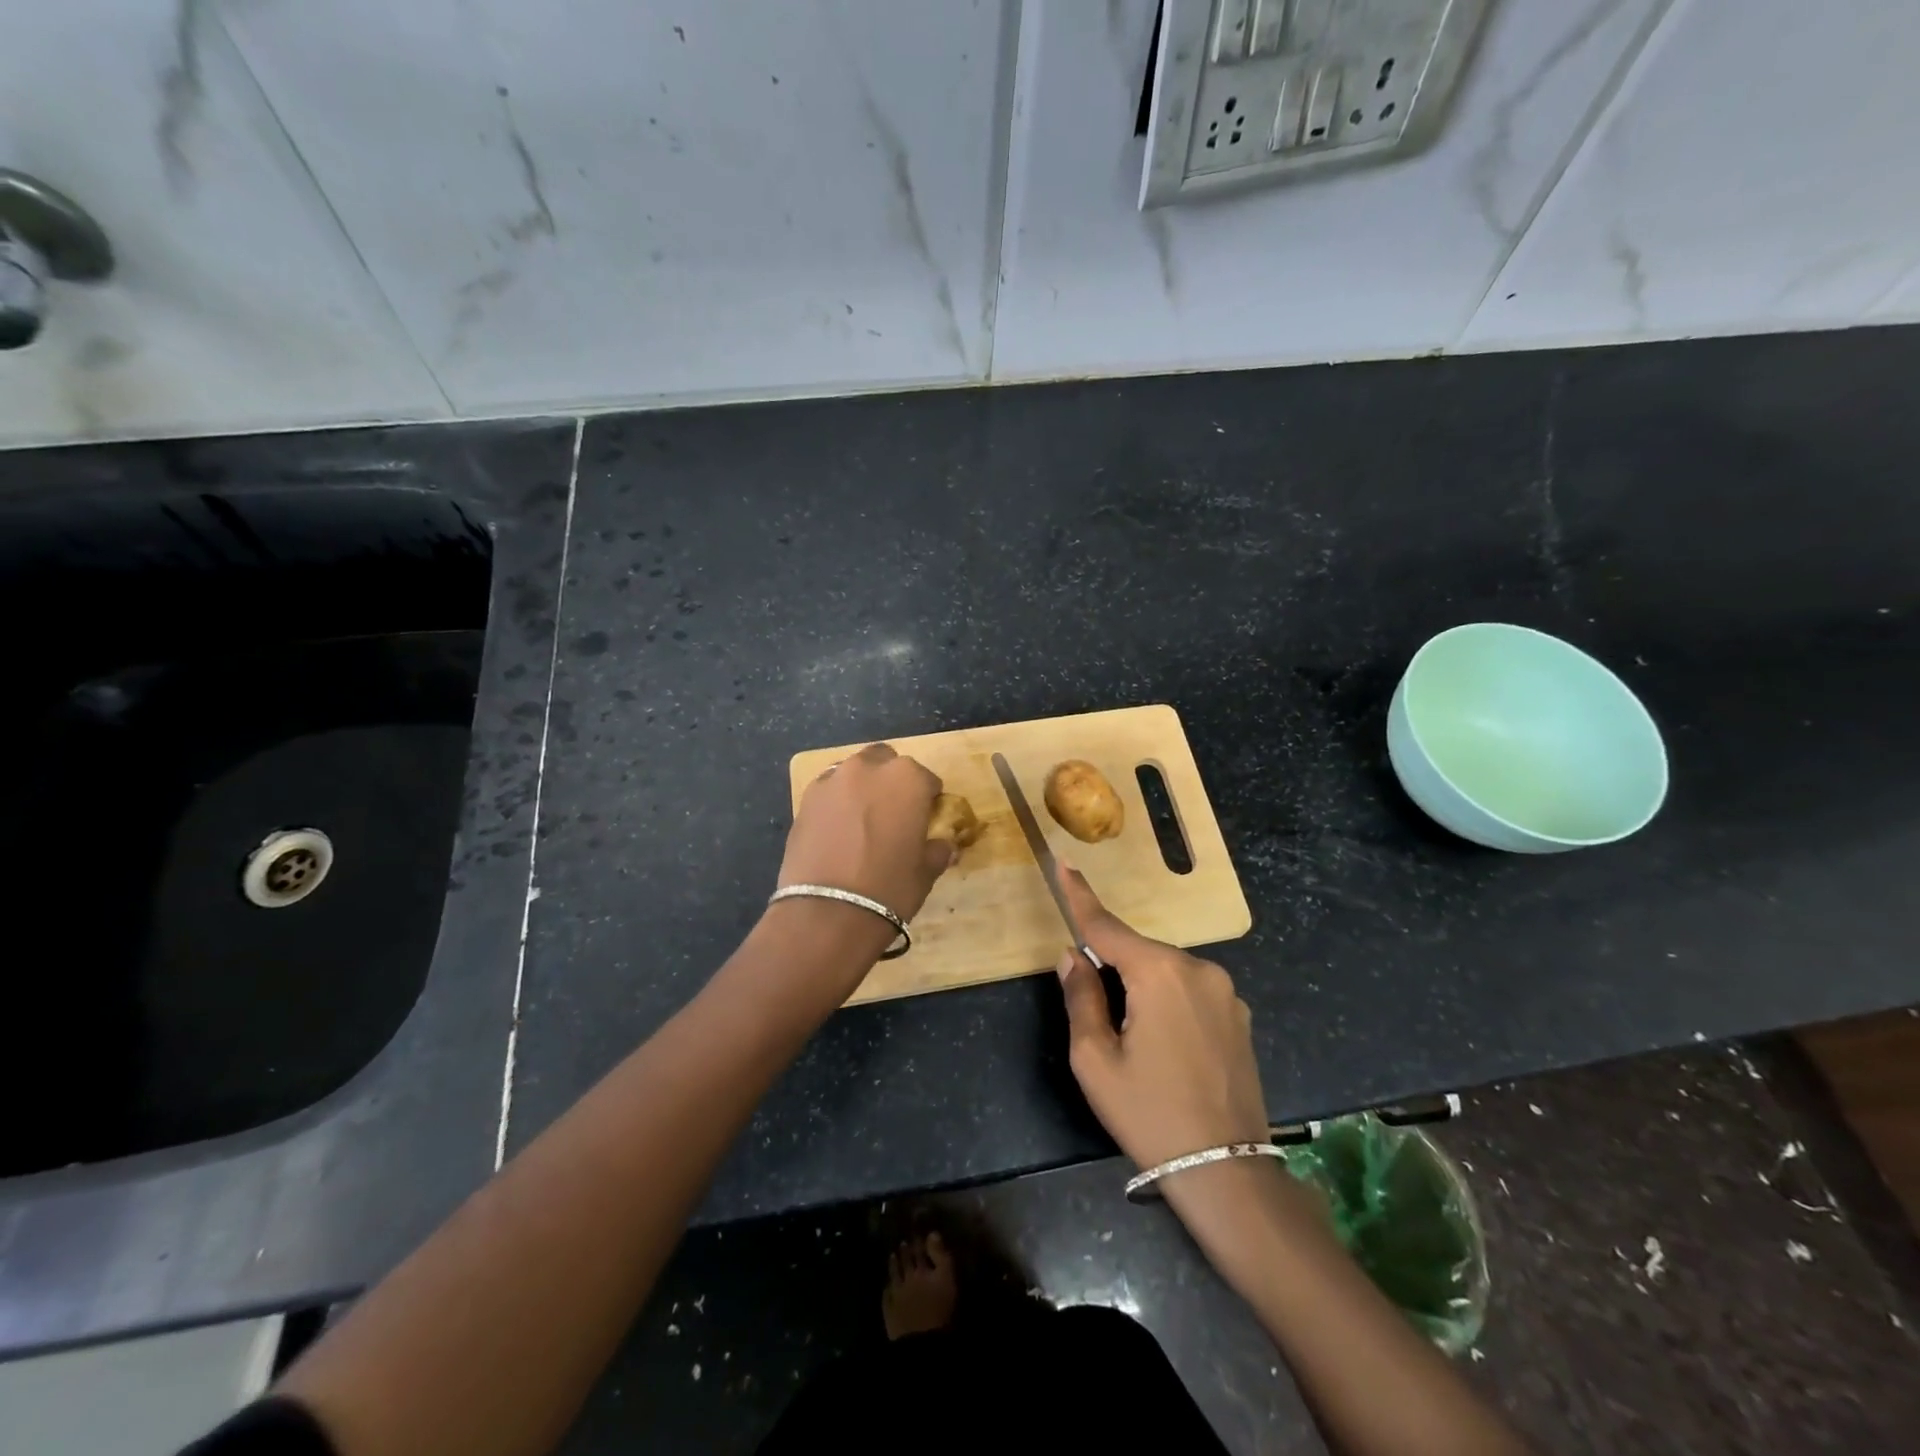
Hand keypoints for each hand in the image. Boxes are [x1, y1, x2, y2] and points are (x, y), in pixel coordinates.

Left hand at [778, 743, 953, 923]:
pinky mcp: (805, 799)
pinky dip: (836, 803)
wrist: (827, 912)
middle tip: (893, 814)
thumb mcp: (926, 871)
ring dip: (862, 788)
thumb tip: (942, 844)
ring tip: (862, 821)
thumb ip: (937, 849)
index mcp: (907, 778)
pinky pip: (829, 791)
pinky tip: (838, 831)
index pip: (926, 780)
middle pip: (886, 763)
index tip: (925, 820)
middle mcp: (869, 768)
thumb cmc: (889, 888)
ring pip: (853, 773)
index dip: (928, 800)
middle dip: (891, 782)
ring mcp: (832, 780)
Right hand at [1054, 868, 1267, 1170]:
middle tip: (1103, 1024)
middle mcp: (1197, 968)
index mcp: (1158, 973)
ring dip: (1142, 988)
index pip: (1106, 926)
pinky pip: (1190, 990)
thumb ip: (1081, 997)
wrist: (1227, 1172)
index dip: (1080, 896)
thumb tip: (1074, 956)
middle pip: (1137, 952)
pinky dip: (1169, 1002)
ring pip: (1165, 972)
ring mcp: (1225, 991)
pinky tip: (1170, 1050)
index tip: (1064, 863)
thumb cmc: (1149, 1114)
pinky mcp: (1239, 1014)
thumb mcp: (1095, 1060)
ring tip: (1139, 1047)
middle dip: (1113, 969)